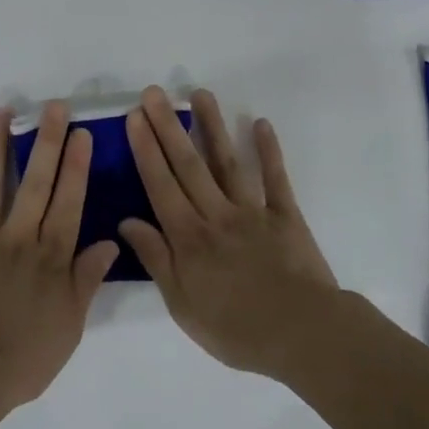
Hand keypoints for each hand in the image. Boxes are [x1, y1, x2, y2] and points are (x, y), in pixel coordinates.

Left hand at [0, 103, 119, 415]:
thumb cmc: (22, 360)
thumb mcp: (69, 328)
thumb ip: (87, 281)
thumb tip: (111, 242)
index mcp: (51, 259)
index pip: (69, 204)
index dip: (76, 168)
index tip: (82, 134)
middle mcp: (19, 240)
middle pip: (36, 184)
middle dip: (47, 143)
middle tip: (54, 107)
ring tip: (2, 112)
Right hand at [123, 87, 339, 380]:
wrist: (302, 336)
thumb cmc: (236, 329)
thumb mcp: (182, 304)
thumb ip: (156, 259)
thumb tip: (126, 222)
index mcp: (188, 237)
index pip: (160, 185)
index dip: (146, 149)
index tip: (135, 117)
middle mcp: (216, 214)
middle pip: (188, 165)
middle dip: (168, 127)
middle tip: (155, 92)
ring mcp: (253, 211)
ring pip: (227, 162)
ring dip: (212, 126)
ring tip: (199, 94)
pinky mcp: (286, 216)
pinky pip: (275, 179)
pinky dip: (268, 151)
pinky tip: (260, 123)